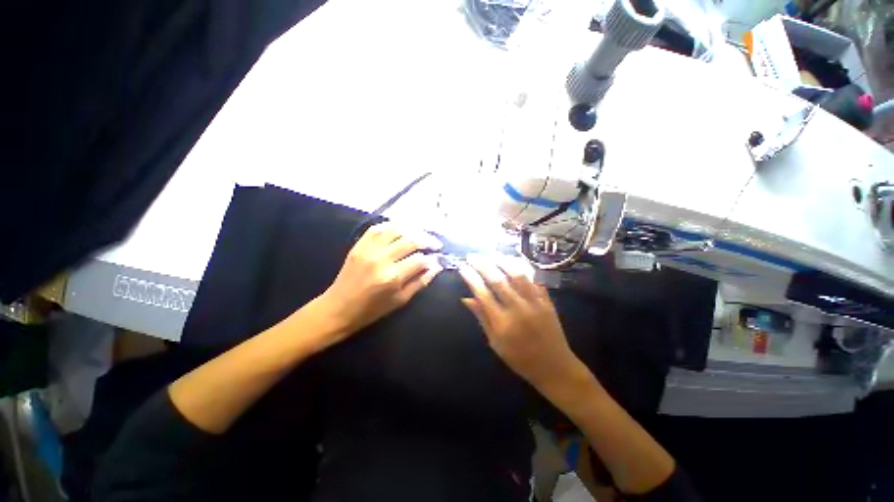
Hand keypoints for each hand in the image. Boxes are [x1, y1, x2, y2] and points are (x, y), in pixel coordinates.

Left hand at [316, 223, 443, 342]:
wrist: (338, 308)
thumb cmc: (371, 310)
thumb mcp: (400, 301)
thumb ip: (420, 282)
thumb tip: (436, 267)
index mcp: (392, 277)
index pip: (420, 260)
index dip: (433, 258)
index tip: (438, 259)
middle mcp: (381, 259)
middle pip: (411, 240)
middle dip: (427, 240)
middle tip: (435, 244)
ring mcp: (368, 249)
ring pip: (396, 229)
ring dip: (412, 230)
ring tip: (421, 235)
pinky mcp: (359, 245)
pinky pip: (377, 228)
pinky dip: (392, 226)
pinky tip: (401, 229)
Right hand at [458, 254, 581, 389]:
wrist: (555, 367)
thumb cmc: (520, 359)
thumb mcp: (496, 343)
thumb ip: (482, 318)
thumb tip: (467, 299)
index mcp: (503, 323)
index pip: (483, 293)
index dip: (471, 278)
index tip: (463, 267)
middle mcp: (519, 309)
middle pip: (498, 280)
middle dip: (483, 265)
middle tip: (472, 256)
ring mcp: (535, 303)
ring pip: (517, 275)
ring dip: (503, 262)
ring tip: (492, 254)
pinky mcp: (547, 301)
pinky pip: (534, 280)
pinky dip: (523, 269)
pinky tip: (514, 262)